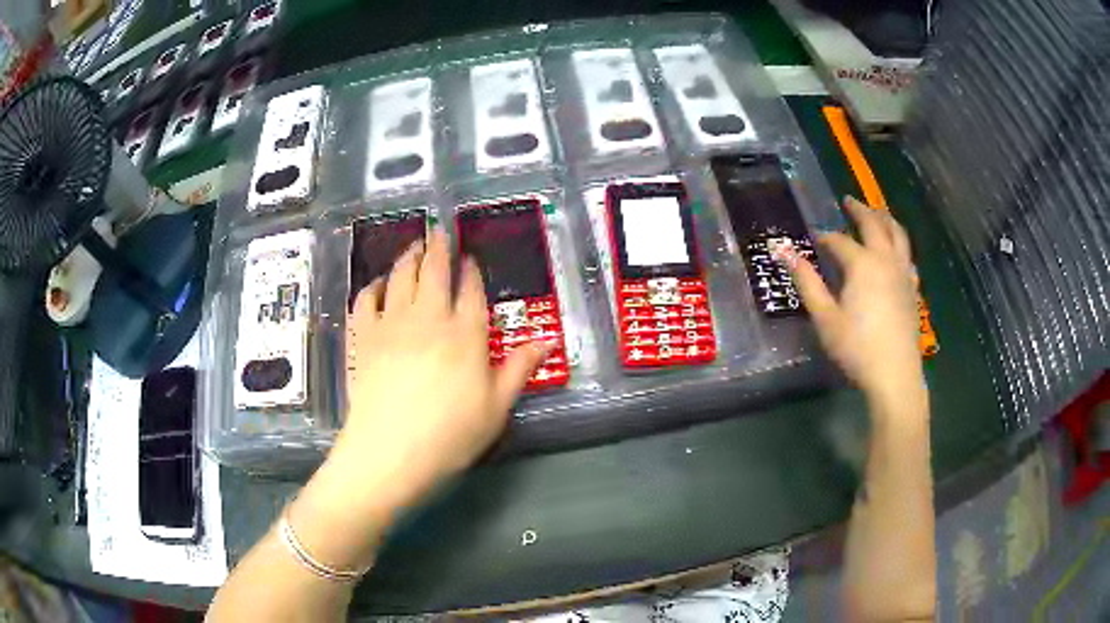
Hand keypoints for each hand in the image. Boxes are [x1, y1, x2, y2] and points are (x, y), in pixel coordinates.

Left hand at [337, 228, 550, 505]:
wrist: (391, 452)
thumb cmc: (451, 435)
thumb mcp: (497, 407)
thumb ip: (520, 368)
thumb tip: (551, 340)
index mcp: (465, 334)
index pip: (471, 290)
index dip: (471, 271)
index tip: (470, 259)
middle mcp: (429, 317)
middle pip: (434, 271)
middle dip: (439, 247)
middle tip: (439, 230)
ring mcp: (392, 323)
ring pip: (401, 276)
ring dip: (409, 257)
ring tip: (414, 246)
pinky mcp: (364, 337)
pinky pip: (366, 299)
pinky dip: (373, 286)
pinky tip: (379, 284)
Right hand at [783, 197, 923, 416]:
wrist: (895, 375)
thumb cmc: (856, 348)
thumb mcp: (825, 317)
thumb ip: (807, 281)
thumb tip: (782, 250)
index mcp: (862, 264)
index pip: (839, 241)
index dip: (824, 237)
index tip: (813, 238)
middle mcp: (886, 260)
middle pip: (874, 225)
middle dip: (860, 210)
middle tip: (848, 200)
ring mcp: (903, 273)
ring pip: (898, 235)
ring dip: (885, 219)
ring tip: (877, 212)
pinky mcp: (913, 289)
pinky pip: (908, 256)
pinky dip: (900, 244)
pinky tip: (897, 251)